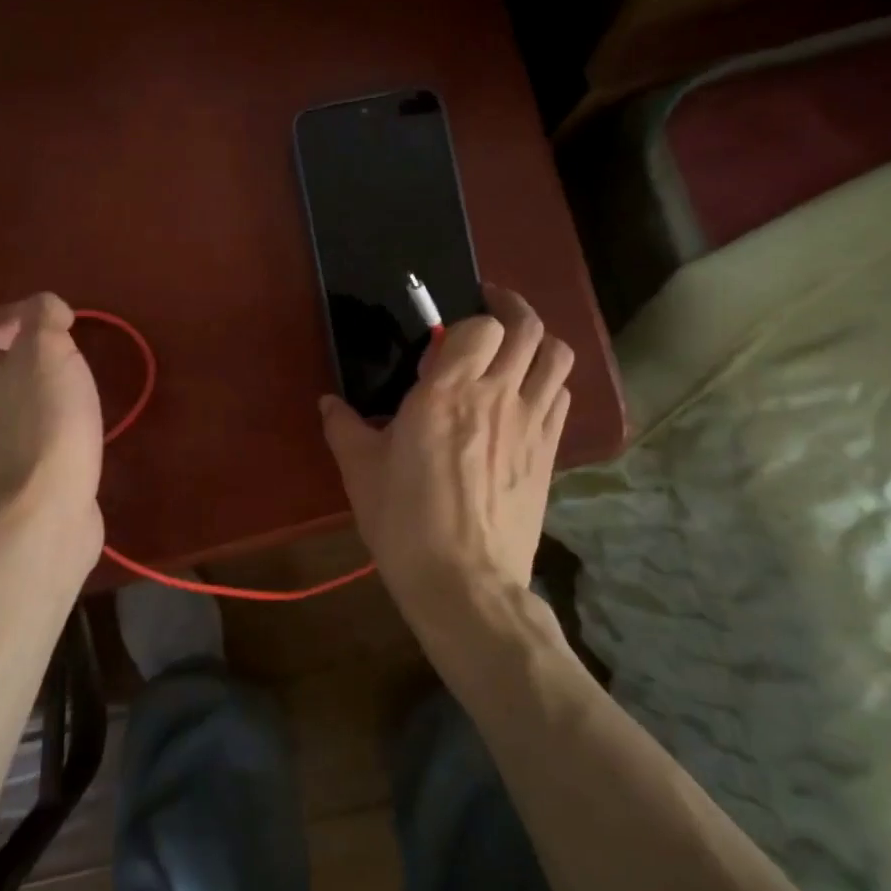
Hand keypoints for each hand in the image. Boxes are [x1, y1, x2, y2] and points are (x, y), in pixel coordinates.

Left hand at [0, 293, 103, 540]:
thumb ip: (44, 316)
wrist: (43, 509)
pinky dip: (37, 417)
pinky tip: (66, 424)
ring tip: (70, 384)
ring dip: (32, 384)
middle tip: (66, 349)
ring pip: (0, 396)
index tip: (57, 320)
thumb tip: (46, 309)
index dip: (16, 312)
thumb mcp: (50, 350)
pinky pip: (14, 429)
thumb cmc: (46, 419)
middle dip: (25, 348)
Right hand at [320, 284, 572, 626]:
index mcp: (447, 393)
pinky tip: (528, 395)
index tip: (447, 333)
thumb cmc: (405, 522)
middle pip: (528, 328)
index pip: (480, 326)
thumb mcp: (361, 472)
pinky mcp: (549, 452)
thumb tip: (328, 404)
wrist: (464, 582)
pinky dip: (549, 382)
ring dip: (539, 341)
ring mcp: (530, 423)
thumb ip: (345, 428)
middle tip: (490, 309)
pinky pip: (562, 396)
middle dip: (512, 308)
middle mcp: (496, 396)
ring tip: (516, 346)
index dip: (467, 321)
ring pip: (557, 357)